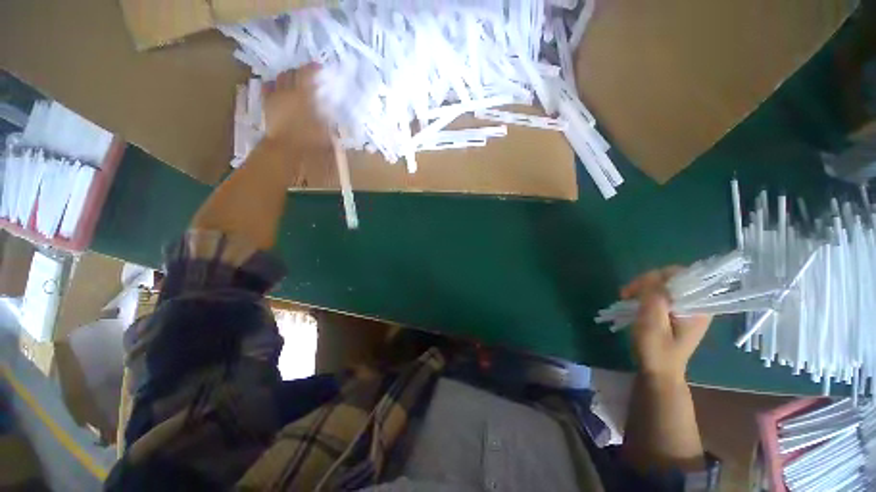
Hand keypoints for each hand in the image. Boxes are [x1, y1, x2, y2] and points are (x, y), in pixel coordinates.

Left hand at [262, 65, 330, 153]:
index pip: (306, 74)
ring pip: (279, 77)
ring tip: (293, 80)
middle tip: (306, 75)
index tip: (318, 67)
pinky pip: (267, 87)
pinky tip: (276, 87)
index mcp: (303, 95)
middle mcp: (288, 91)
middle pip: (291, 73)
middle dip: (299, 71)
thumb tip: (330, 108)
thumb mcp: (324, 128)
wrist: (285, 147)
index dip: (312, 68)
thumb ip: (327, 116)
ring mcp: (275, 95)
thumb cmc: (307, 139)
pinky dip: (272, 84)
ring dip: (287, 76)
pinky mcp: (267, 103)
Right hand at [620, 267, 711, 380]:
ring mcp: (687, 309)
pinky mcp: (677, 314)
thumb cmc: (656, 351)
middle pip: (671, 279)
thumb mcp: (652, 323)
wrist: (658, 373)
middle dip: (646, 283)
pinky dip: (645, 296)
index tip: (636, 288)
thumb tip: (651, 276)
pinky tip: (634, 304)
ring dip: (642, 289)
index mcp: (698, 307)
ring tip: (626, 299)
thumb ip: (654, 297)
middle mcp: (697, 305)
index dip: (656, 276)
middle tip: (626, 294)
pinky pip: (661, 296)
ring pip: (664, 287)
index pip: (681, 275)